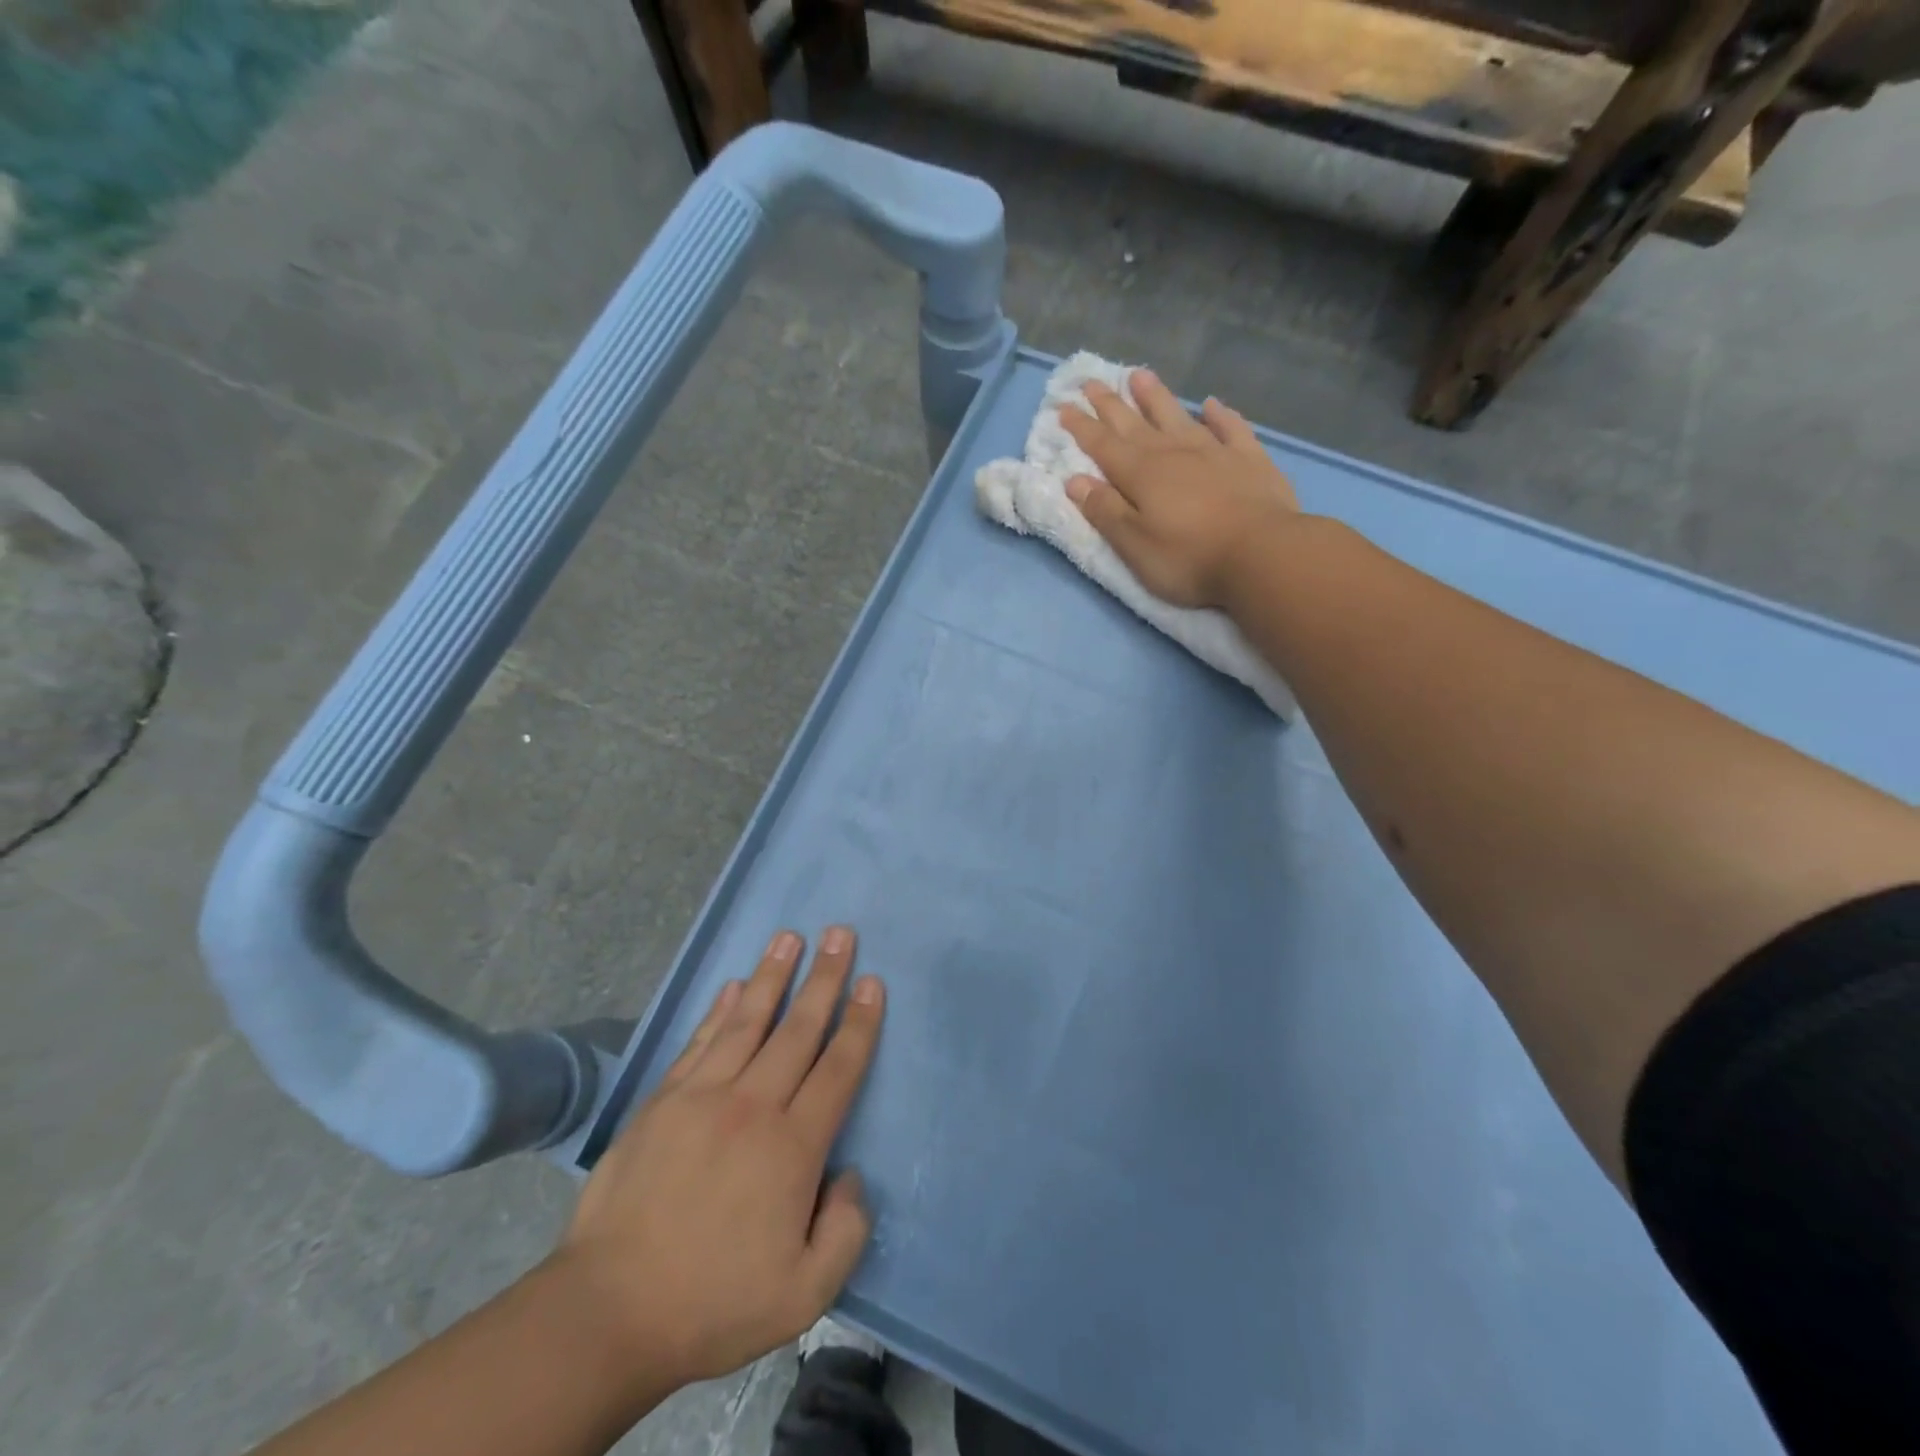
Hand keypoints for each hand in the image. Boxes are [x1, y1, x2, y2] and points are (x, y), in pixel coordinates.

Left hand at [552, 928, 884, 1390]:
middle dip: (825, 978)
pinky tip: (735, 985)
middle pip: (798, 1030)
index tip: (872, 982)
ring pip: (749, 1022)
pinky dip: (720, 1009)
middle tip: (840, 934)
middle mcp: (752, 1106)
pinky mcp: (663, 1101)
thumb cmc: (713, 1302)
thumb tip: (850, 1175)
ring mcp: (703, 1097)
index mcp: (792, 1148)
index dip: (859, 1022)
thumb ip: (845, 1232)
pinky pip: (700, 1041)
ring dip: (774, 976)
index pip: (838, 1069)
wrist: (609, 1311)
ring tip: (790, 936)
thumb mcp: (804, 1297)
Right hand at [1061, 369, 1300, 607]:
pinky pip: (1230, 427)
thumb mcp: (1134, 545)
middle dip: (1110, 404)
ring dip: (1156, 397)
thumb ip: (1105, 511)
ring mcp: (1214, 452)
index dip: (1081, 427)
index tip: (1062, 407)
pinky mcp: (1249, 460)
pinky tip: (1210, 404)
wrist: (1263, 555)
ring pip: (1177, 416)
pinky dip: (1218, 414)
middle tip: (1091, 382)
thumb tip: (1075, 481)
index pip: (1103, 446)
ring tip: (1139, 375)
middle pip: (1135, 424)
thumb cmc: (1189, 558)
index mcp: (1141, 475)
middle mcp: (1173, 453)